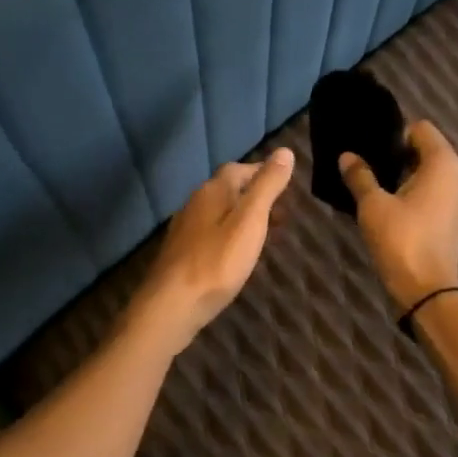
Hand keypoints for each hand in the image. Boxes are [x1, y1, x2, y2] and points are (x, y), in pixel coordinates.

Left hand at [124, 147, 293, 356]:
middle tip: (281, 211)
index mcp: (213, 190)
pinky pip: (210, 233)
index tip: (285, 183)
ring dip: (242, 216)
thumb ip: (267, 186)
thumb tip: (284, 151)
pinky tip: (236, 252)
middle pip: (228, 189)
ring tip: (265, 232)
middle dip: (254, 195)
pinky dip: (229, 234)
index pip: (240, 169)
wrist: (172, 305)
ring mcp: (185, 228)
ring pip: (219, 212)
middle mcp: (195, 202)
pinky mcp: (181, 252)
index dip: (263, 172)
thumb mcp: (250, 221)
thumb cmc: (217, 262)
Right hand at [340, 120, 457, 310]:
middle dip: (395, 154)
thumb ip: (360, 176)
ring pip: (425, 172)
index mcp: (442, 162)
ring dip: (401, 175)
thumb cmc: (401, 239)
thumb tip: (347, 155)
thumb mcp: (373, 205)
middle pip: (423, 149)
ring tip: (371, 185)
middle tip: (364, 165)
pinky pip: (428, 191)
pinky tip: (385, 205)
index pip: (419, 128)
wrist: (426, 288)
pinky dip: (409, 192)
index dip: (393, 135)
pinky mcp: (449, 217)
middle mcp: (455, 175)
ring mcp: (455, 197)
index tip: (369, 150)